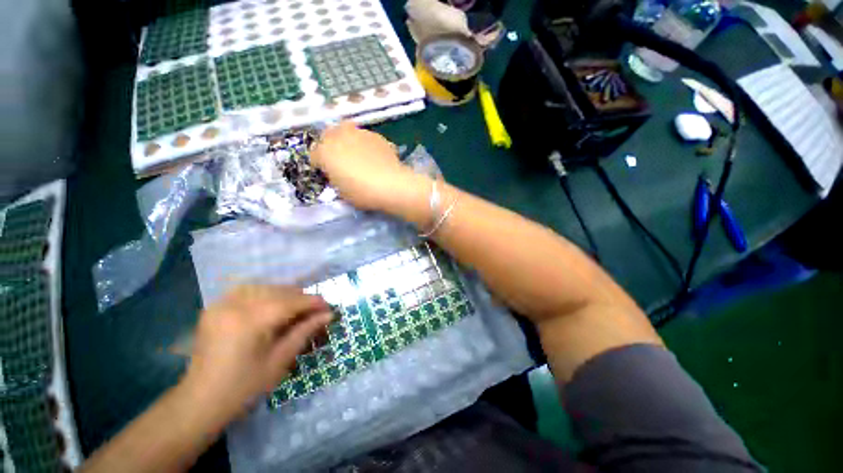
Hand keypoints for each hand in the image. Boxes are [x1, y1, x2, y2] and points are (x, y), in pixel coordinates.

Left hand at [183, 285, 330, 422]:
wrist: (200, 401)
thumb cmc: (244, 387)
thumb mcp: (280, 360)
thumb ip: (305, 331)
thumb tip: (329, 314)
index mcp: (251, 321)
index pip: (292, 301)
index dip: (314, 302)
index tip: (329, 308)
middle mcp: (235, 305)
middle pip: (280, 291)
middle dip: (301, 299)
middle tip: (314, 313)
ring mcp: (221, 304)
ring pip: (265, 287)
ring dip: (284, 295)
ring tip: (295, 309)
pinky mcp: (215, 307)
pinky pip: (247, 291)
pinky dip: (264, 294)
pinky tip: (270, 306)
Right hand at [311, 121, 418, 210]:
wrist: (390, 185)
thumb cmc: (361, 192)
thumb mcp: (341, 191)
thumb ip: (335, 178)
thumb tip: (338, 174)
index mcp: (324, 151)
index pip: (314, 155)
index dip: (320, 165)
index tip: (328, 174)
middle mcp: (339, 136)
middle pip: (329, 136)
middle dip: (331, 146)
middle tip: (340, 161)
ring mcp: (359, 133)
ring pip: (348, 133)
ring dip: (349, 143)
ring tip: (359, 158)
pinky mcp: (377, 135)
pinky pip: (366, 139)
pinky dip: (367, 146)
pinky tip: (375, 159)